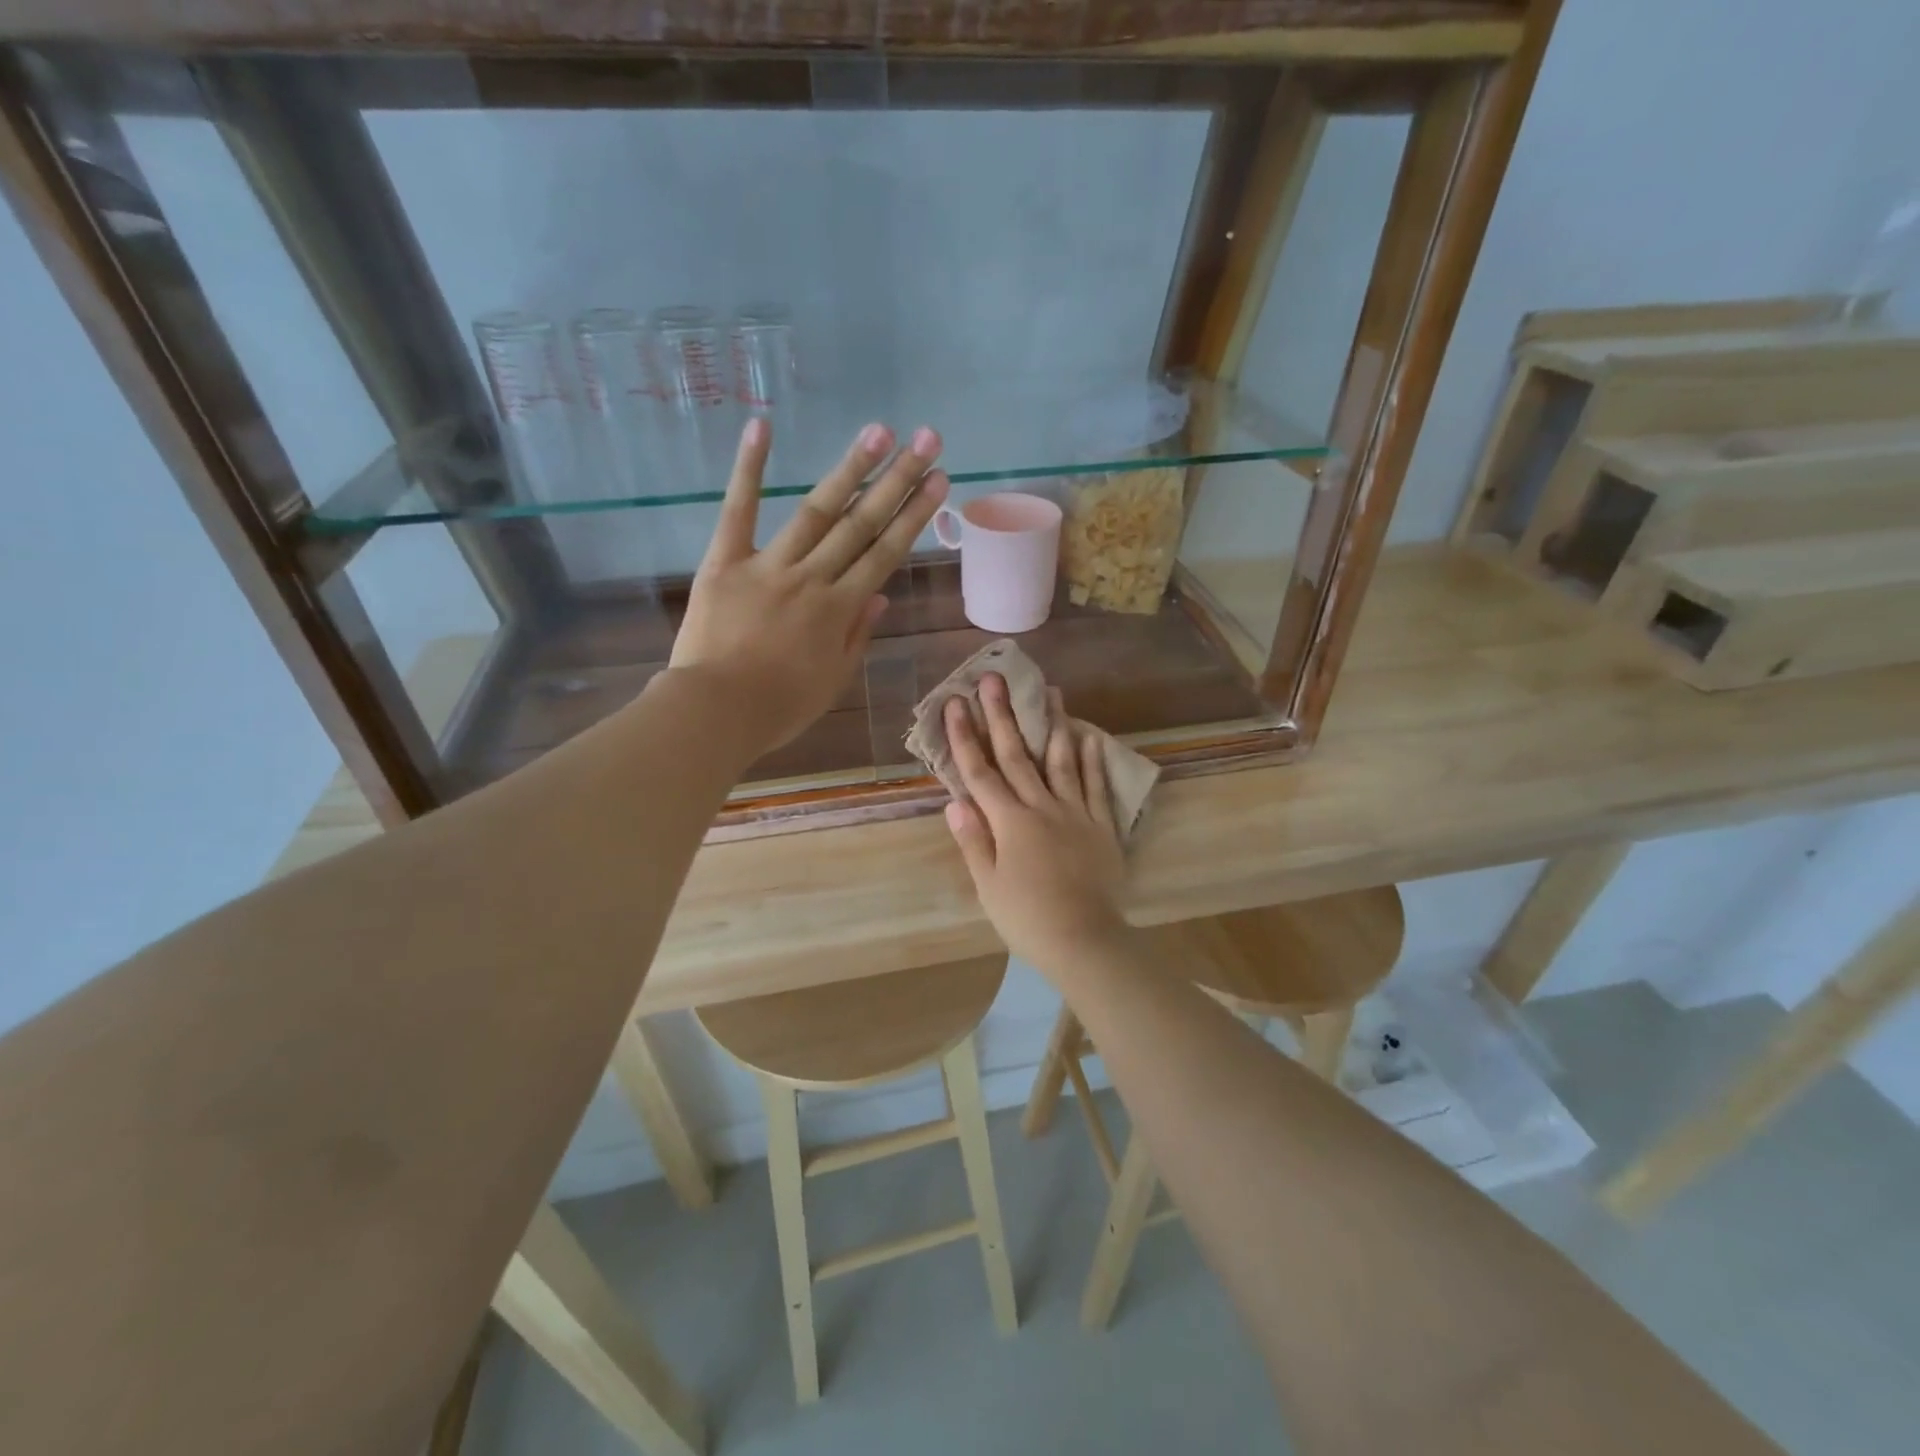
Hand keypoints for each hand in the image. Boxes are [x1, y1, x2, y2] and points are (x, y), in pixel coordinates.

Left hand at [670, 417, 947, 754]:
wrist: (716, 712)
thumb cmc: (779, 706)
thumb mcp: (833, 680)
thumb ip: (857, 635)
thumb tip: (881, 596)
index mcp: (840, 610)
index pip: (885, 554)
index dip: (914, 515)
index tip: (938, 481)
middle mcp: (813, 578)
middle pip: (861, 523)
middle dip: (897, 479)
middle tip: (926, 439)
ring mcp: (769, 565)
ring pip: (816, 511)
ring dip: (850, 468)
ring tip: (879, 430)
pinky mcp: (724, 561)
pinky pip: (738, 511)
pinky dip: (748, 469)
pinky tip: (763, 427)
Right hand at [943, 674, 1129, 971]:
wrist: (1084, 941)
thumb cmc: (1027, 918)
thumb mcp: (988, 886)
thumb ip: (973, 841)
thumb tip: (955, 802)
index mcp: (1009, 822)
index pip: (981, 772)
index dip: (966, 737)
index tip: (956, 703)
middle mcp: (1042, 807)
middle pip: (1018, 755)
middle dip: (1003, 715)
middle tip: (994, 678)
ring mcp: (1076, 813)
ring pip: (1062, 761)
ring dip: (1053, 725)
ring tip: (1051, 691)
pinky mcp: (1102, 826)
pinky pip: (1096, 786)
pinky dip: (1092, 761)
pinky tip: (1089, 736)